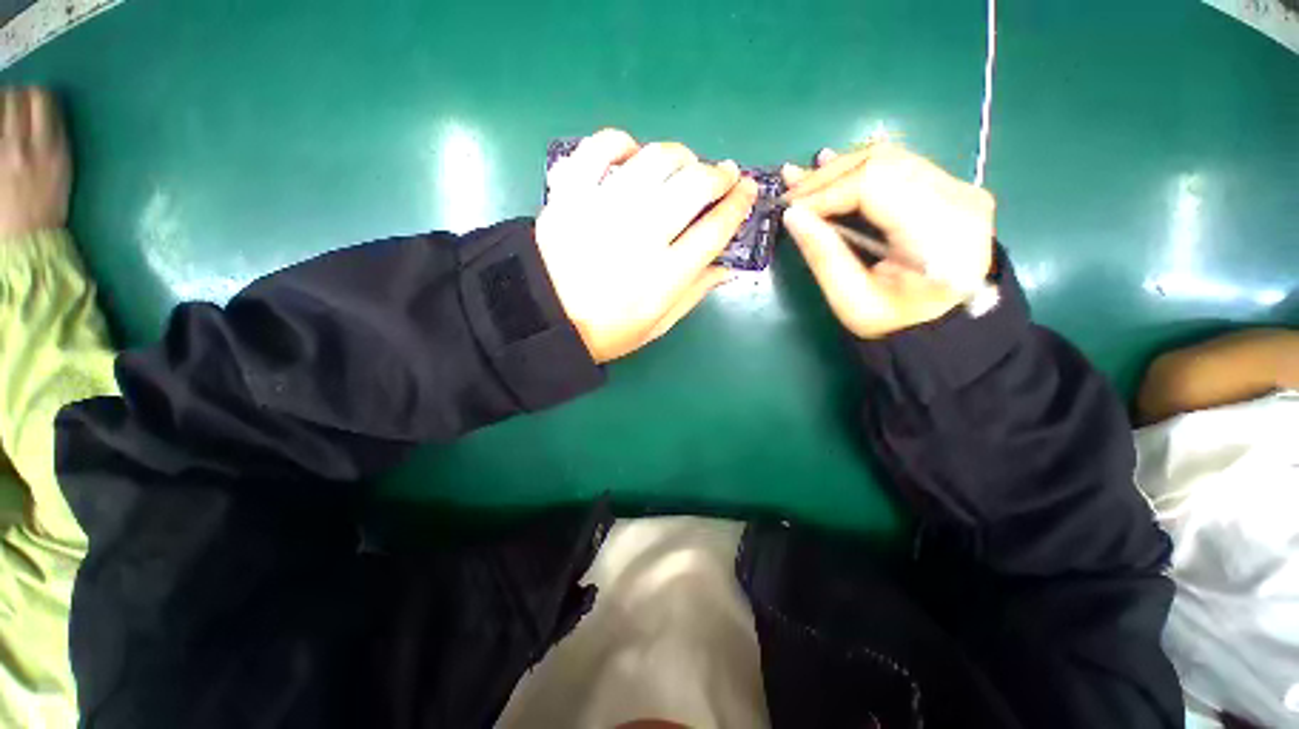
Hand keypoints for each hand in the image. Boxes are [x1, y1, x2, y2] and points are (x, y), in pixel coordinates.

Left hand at [0, 88, 71, 239]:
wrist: (27, 239)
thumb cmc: (47, 206)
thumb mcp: (61, 172)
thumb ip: (52, 142)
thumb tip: (42, 116)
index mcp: (52, 146)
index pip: (43, 99)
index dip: (37, 94)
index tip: (33, 99)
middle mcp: (27, 143)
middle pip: (16, 99)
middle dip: (14, 97)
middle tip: (13, 103)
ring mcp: (5, 152)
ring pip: (0, 109)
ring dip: (1, 106)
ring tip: (3, 114)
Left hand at [536, 129, 757, 362]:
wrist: (544, 319)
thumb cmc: (606, 330)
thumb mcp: (657, 325)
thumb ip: (694, 293)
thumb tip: (727, 265)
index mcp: (663, 277)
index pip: (715, 229)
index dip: (738, 205)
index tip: (747, 190)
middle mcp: (639, 237)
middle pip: (693, 186)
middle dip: (718, 175)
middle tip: (722, 176)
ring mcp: (603, 210)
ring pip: (656, 159)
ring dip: (680, 156)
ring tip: (684, 166)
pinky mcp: (572, 194)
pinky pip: (600, 147)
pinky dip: (622, 142)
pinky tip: (633, 155)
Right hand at [780, 144, 994, 337]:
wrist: (941, 327)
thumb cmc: (894, 322)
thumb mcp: (851, 300)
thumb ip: (823, 255)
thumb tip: (792, 215)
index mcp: (938, 234)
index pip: (875, 185)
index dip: (826, 192)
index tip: (789, 211)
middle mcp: (958, 199)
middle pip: (883, 163)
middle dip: (828, 178)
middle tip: (789, 195)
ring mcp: (959, 189)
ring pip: (889, 158)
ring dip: (840, 170)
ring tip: (801, 182)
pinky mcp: (950, 189)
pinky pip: (899, 166)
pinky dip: (860, 170)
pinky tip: (830, 166)